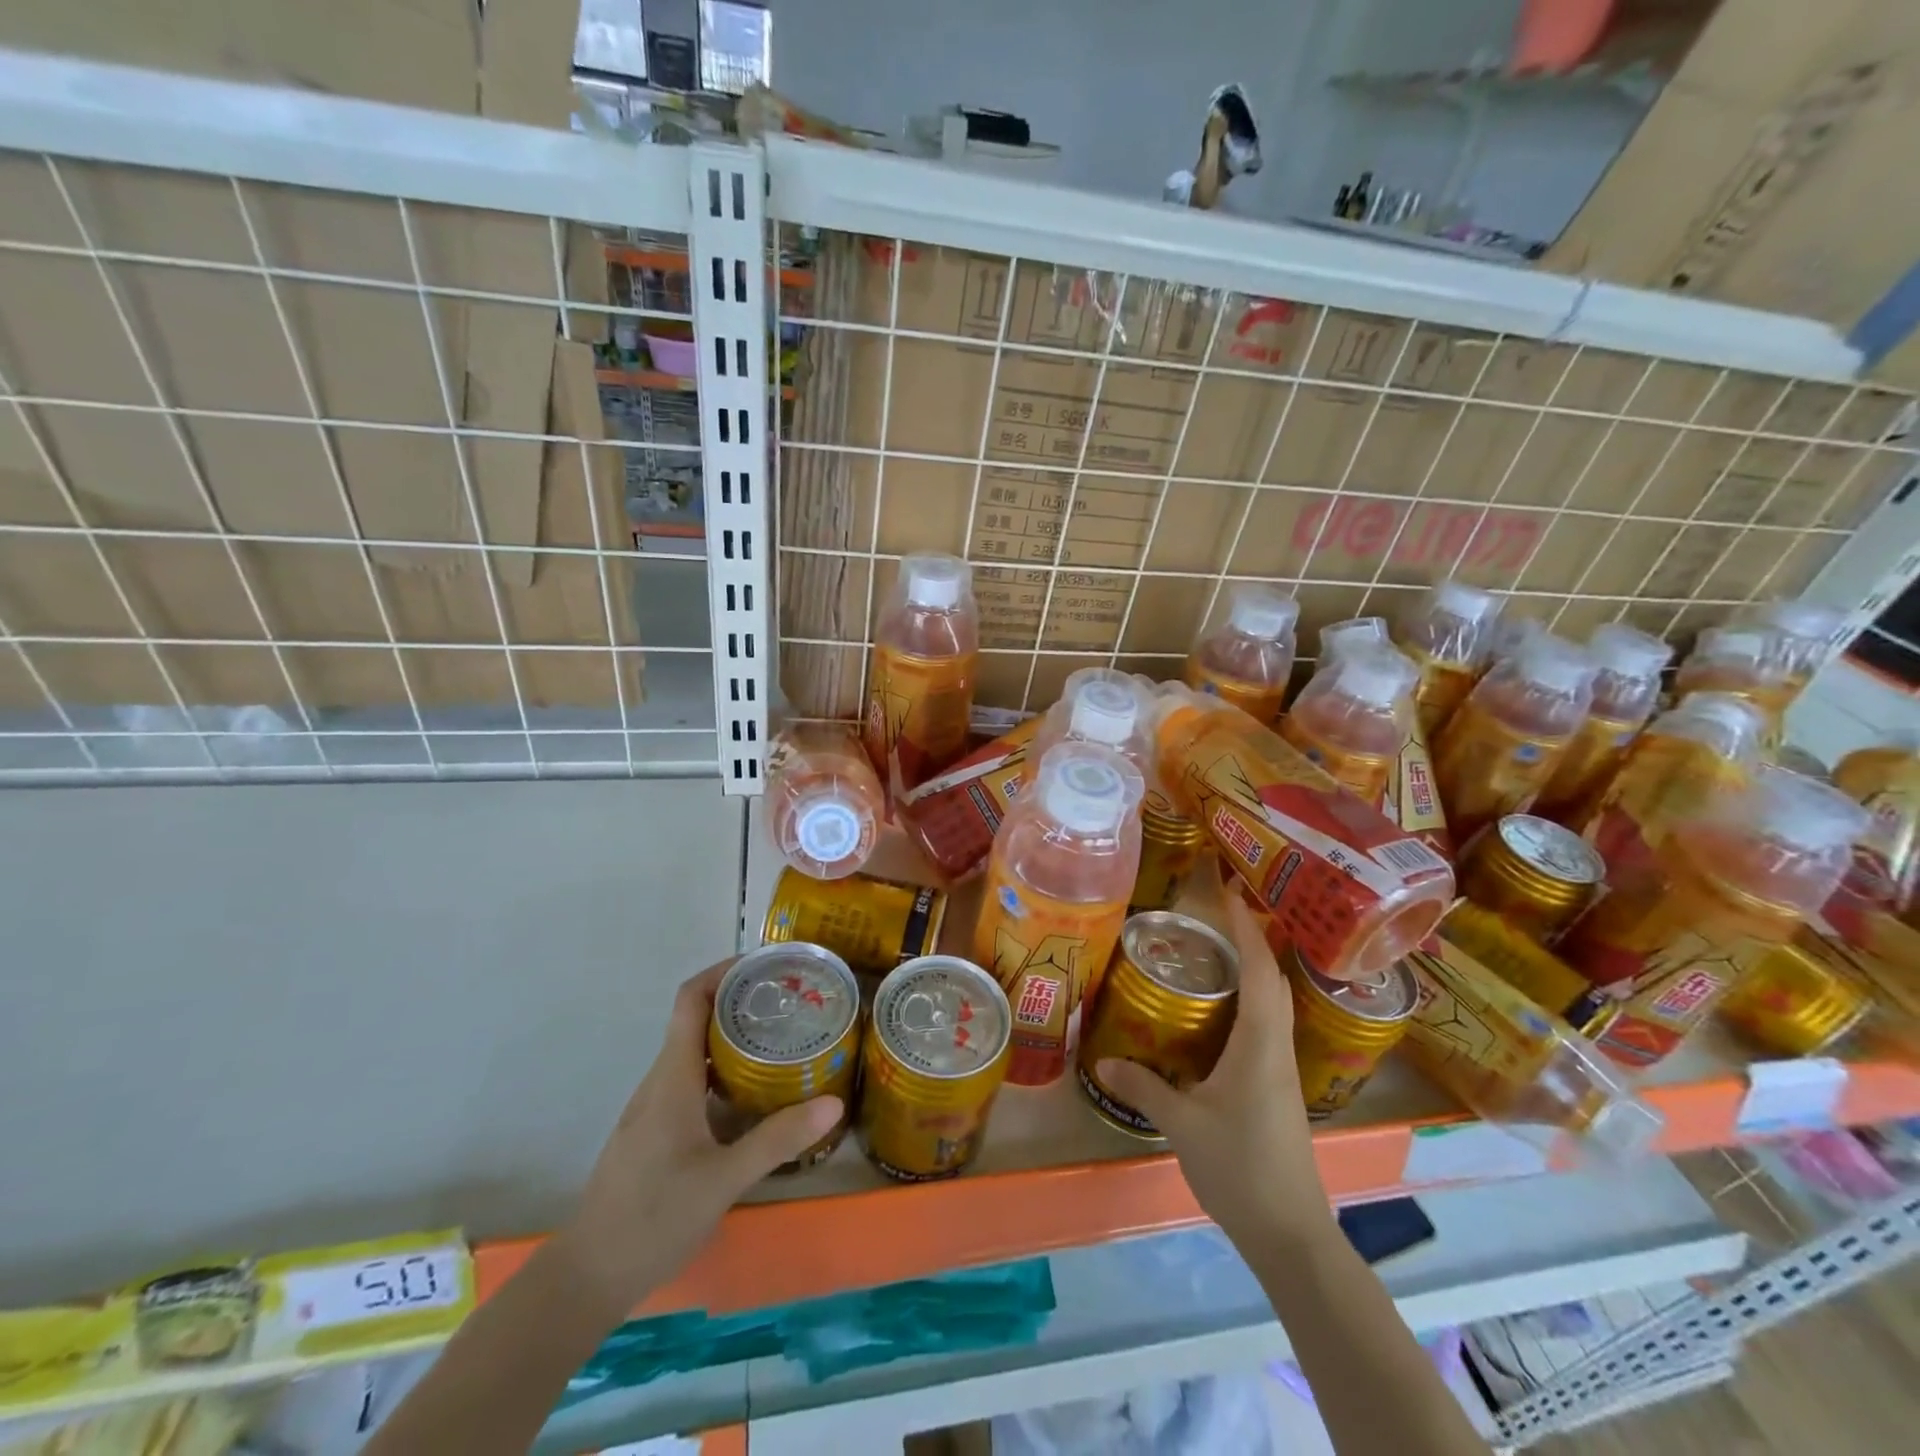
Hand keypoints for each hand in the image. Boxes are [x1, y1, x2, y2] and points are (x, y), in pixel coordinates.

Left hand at [554, 961, 843, 1313]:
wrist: (588, 1277)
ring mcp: (653, 1108)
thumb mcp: (723, 1180)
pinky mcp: (654, 1131)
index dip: (722, 971)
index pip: (690, 1000)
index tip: (765, 964)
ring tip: (781, 1040)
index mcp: (672, 1078)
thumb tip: (833, 1102)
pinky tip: (752, 1095)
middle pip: (695, 1019)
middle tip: (790, 1002)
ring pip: (694, 1052)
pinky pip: (691, 1080)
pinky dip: (723, 1070)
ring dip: (732, 1036)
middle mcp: (660, 1082)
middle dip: (740, 1001)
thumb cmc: (652, 1218)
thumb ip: (777, 1139)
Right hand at [1096, 897, 1330, 1246]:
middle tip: (1221, 912)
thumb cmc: (1240, 1170)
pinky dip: (1253, 1000)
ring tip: (1220, 948)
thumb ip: (1144, 1088)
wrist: (1292, 1235)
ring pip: (1275, 1003)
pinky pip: (1269, 1026)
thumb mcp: (1183, 1125)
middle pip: (1274, 980)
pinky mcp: (1280, 1089)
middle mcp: (1278, 1048)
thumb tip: (1103, 1063)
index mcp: (1260, 1046)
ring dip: (1256, 969)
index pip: (1259, 972)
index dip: (1246, 930)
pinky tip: (1227, 1008)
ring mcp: (1284, 1070)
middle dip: (1253, 940)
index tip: (1232, 894)